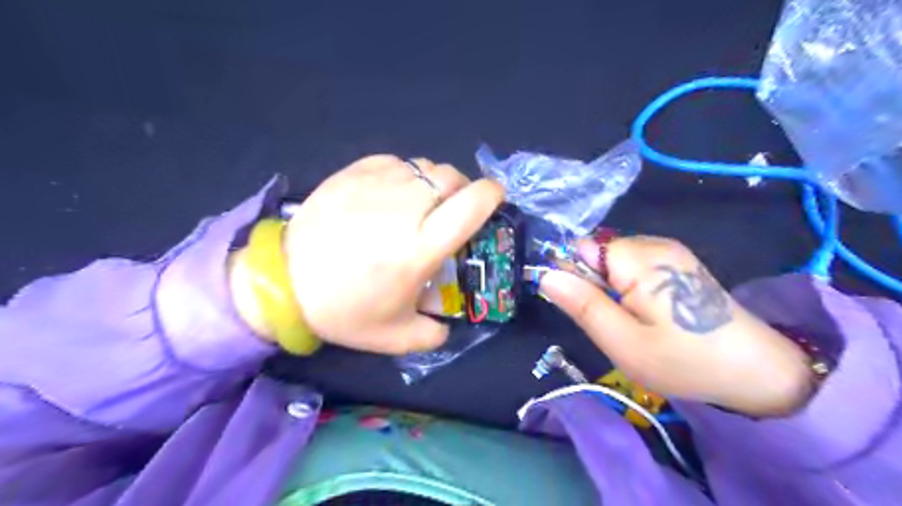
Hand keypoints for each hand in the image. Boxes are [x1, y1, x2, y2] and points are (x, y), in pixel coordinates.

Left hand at [257, 156, 504, 353]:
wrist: (283, 283)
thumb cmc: (343, 310)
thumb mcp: (395, 337)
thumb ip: (433, 334)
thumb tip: (447, 323)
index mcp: (420, 247)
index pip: (472, 204)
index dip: (491, 196)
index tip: (493, 201)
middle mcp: (404, 208)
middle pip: (451, 177)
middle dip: (461, 190)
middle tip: (450, 211)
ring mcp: (376, 185)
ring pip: (424, 166)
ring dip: (432, 183)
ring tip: (419, 204)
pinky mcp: (352, 173)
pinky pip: (394, 162)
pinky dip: (404, 174)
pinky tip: (391, 194)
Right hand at [537, 235, 814, 416]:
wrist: (756, 371)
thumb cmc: (684, 360)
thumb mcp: (623, 342)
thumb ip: (582, 305)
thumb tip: (545, 275)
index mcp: (638, 258)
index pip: (581, 248)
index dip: (575, 277)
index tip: (589, 310)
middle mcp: (653, 244)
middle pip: (597, 253)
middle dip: (595, 284)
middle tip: (616, 322)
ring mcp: (668, 251)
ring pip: (614, 261)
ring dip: (612, 288)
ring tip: (634, 321)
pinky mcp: (677, 262)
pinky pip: (634, 266)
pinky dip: (630, 288)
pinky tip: (651, 313)